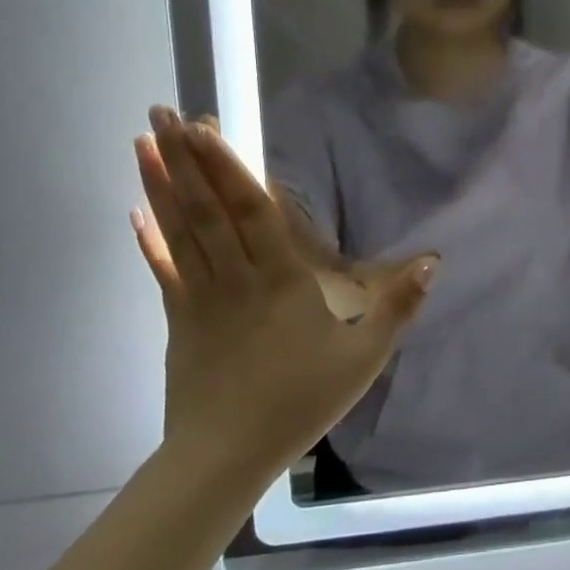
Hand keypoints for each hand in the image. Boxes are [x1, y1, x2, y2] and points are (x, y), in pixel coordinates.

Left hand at [131, 108, 436, 476]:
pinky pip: (163, 270)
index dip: (225, 166)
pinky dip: (150, 240)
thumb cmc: (300, 401)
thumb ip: (398, 306)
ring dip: (161, 184)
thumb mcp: (365, 357)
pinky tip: (135, 212)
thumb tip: (433, 260)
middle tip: (162, 112)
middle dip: (185, 158)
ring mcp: (201, 296)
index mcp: (281, 278)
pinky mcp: (180, 319)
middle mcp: (236, 276)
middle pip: (207, 208)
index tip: (201, 127)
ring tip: (142, 143)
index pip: (250, 210)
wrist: (226, 457)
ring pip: (181, 230)